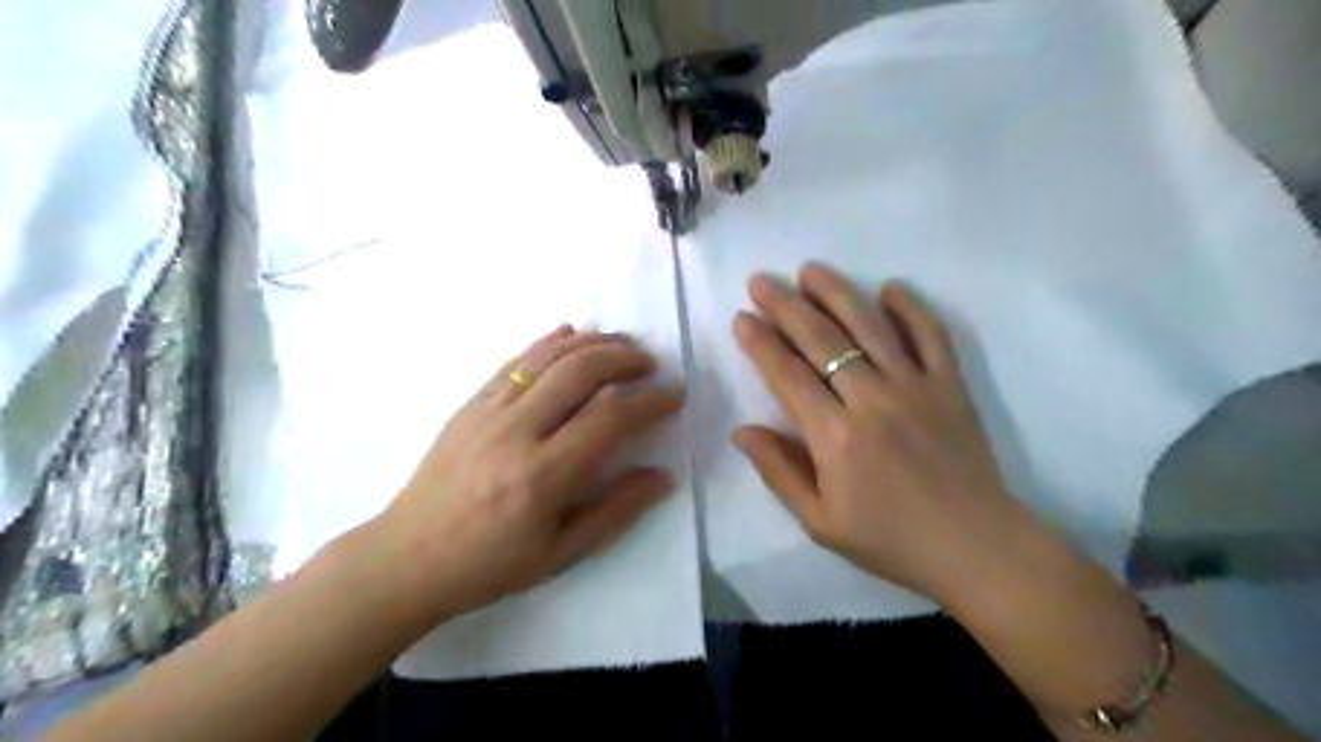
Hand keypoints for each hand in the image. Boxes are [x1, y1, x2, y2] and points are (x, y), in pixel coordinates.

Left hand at [366, 326, 679, 619]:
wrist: (406, 559)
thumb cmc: (488, 565)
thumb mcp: (560, 554)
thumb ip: (616, 511)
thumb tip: (663, 476)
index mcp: (543, 475)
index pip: (609, 417)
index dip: (649, 400)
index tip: (674, 396)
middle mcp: (516, 431)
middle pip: (580, 371)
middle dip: (624, 358)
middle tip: (650, 364)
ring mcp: (488, 411)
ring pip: (548, 357)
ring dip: (591, 343)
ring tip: (621, 344)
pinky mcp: (469, 404)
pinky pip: (515, 362)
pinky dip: (548, 343)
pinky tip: (569, 335)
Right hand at [733, 264, 1053, 604]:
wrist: (975, 548)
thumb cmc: (890, 540)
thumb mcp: (820, 522)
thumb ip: (779, 472)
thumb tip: (742, 431)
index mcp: (835, 437)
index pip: (787, 376)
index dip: (761, 344)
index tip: (742, 318)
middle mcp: (871, 400)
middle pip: (821, 341)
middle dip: (785, 307)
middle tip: (761, 281)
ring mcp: (915, 387)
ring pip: (870, 327)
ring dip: (837, 293)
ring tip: (810, 270)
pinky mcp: (950, 385)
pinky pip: (931, 335)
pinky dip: (911, 307)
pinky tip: (890, 286)